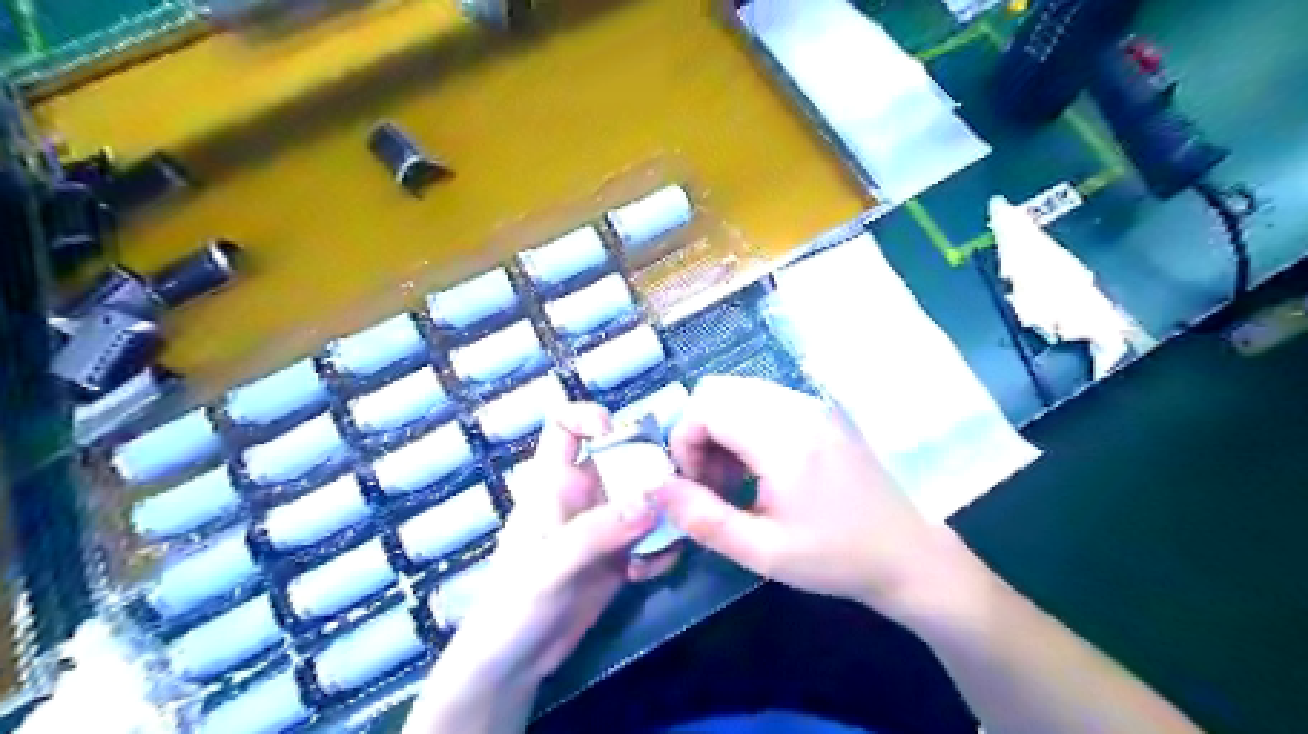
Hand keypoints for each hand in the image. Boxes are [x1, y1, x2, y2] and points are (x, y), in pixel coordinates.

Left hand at [437, 403, 668, 688]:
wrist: (515, 663)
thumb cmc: (515, 604)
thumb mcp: (551, 564)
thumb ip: (598, 530)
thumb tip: (651, 500)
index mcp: (553, 482)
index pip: (564, 424)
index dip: (589, 417)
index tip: (617, 437)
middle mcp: (582, 494)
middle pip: (623, 456)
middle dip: (650, 471)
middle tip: (671, 498)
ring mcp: (604, 525)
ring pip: (645, 496)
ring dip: (663, 515)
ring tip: (663, 543)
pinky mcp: (619, 554)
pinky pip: (651, 535)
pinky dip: (659, 548)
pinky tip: (648, 574)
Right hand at [666, 377, 958, 622]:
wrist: (907, 553)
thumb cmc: (835, 558)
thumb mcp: (763, 552)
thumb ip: (703, 518)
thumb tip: (656, 485)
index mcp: (784, 440)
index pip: (706, 406)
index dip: (683, 441)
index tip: (693, 485)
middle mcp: (798, 408)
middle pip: (719, 390)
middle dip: (698, 431)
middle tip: (710, 482)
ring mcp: (813, 405)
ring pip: (739, 392)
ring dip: (720, 428)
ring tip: (733, 478)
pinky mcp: (821, 411)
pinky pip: (763, 400)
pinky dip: (744, 425)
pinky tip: (757, 466)